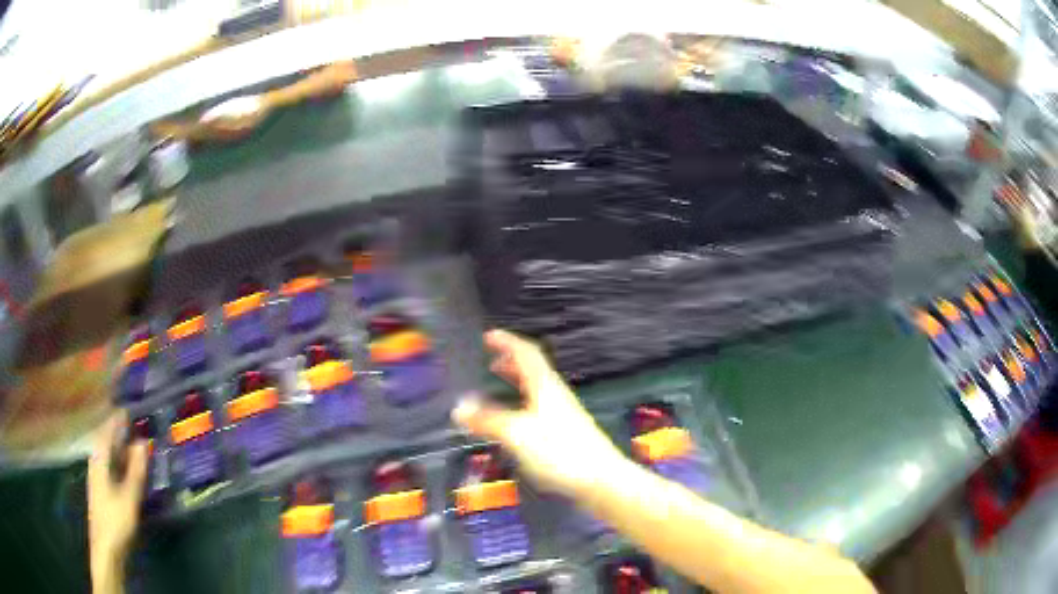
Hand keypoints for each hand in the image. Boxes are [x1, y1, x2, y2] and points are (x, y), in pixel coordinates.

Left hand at [88, 412, 148, 592]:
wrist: (106, 548)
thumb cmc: (116, 521)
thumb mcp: (129, 497)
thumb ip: (136, 470)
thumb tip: (142, 441)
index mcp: (100, 459)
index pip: (107, 430)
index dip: (117, 419)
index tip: (130, 409)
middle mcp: (96, 463)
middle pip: (107, 441)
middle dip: (120, 433)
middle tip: (137, 428)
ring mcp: (98, 477)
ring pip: (109, 455)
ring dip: (121, 449)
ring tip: (136, 447)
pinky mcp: (103, 491)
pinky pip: (111, 467)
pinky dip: (120, 463)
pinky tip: (129, 471)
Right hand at [452, 330, 623, 496]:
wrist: (601, 479)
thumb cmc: (558, 451)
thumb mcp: (516, 434)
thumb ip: (488, 420)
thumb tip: (458, 406)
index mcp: (545, 386)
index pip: (526, 353)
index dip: (507, 342)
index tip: (488, 336)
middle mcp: (556, 395)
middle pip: (533, 370)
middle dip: (510, 362)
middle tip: (490, 361)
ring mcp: (564, 414)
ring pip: (536, 390)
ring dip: (516, 383)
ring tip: (497, 387)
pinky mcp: (567, 433)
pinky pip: (539, 408)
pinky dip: (522, 405)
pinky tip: (515, 423)